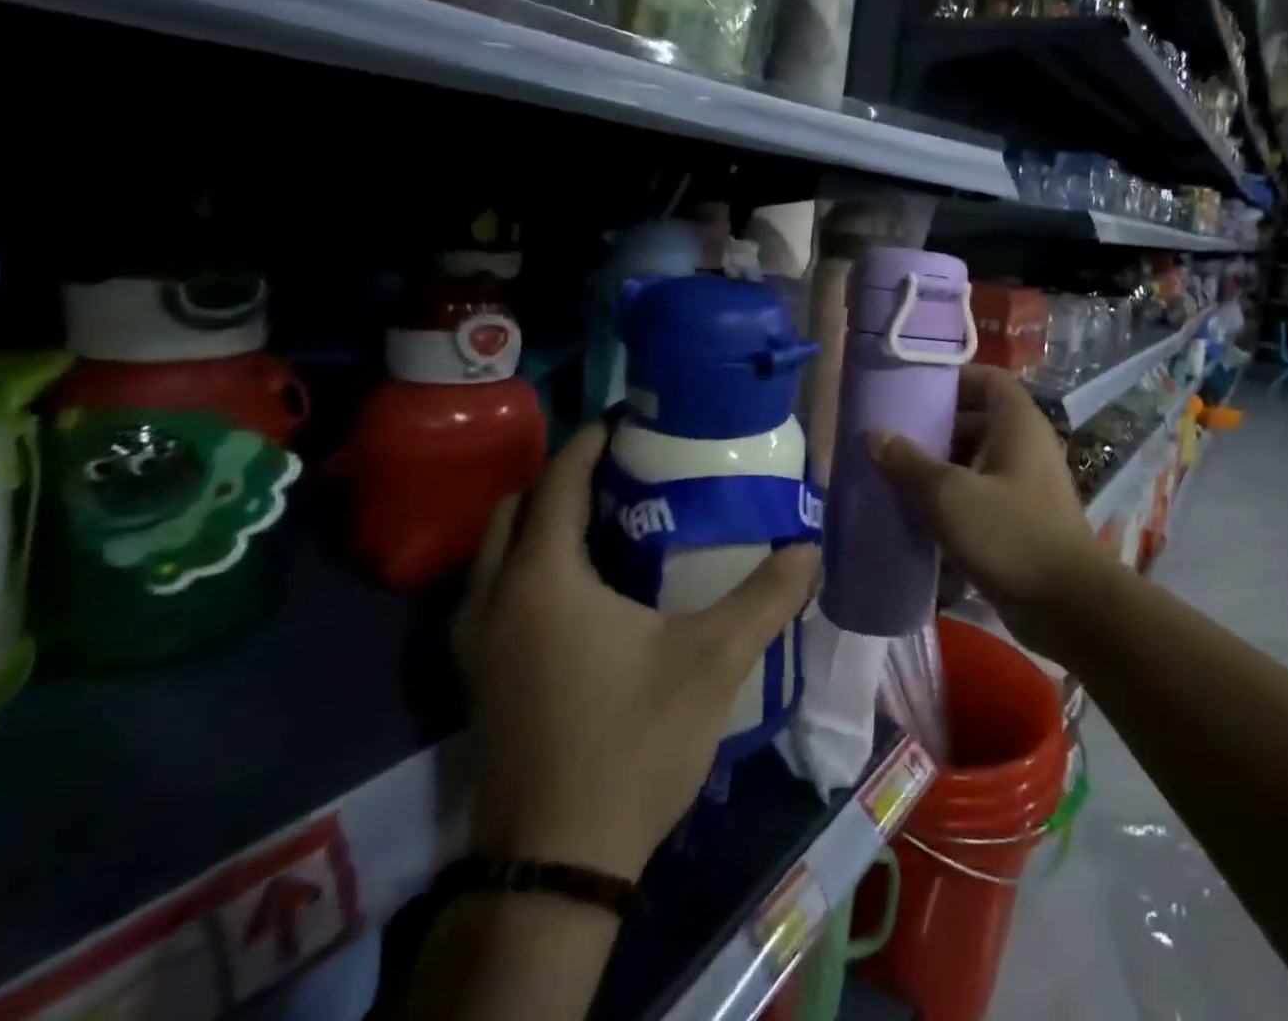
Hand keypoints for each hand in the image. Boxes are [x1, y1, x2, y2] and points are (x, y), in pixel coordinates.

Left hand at [457, 423, 820, 880]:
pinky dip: (530, 565)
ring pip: (498, 552)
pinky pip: (496, 591)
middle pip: (517, 508)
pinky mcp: (479, 678)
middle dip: (564, 479)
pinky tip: (584, 589)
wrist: (558, 865)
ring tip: (606, 521)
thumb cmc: (632, 743)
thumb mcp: (712, 661)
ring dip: (541, 523)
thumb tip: (810, 549)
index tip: (630, 421)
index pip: (558, 481)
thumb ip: (766, 597)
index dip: (591, 441)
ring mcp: (477, 643)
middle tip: (622, 471)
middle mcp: (495, 599)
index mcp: (542, 580)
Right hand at [867, 364, 1110, 652]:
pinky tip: (918, 511)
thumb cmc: (1010, 533)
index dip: (953, 377)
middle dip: (936, 426)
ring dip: (940, 465)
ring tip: (895, 472)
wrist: (1066, 605)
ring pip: (976, 460)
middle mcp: (1025, 445)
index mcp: (1018, 424)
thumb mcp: (951, 494)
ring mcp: (1025, 483)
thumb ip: (910, 462)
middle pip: (977, 419)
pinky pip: (980, 493)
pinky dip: (953, 496)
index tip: (912, 388)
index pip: (987, 379)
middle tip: (893, 434)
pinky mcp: (1019, 518)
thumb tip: (875, 435)